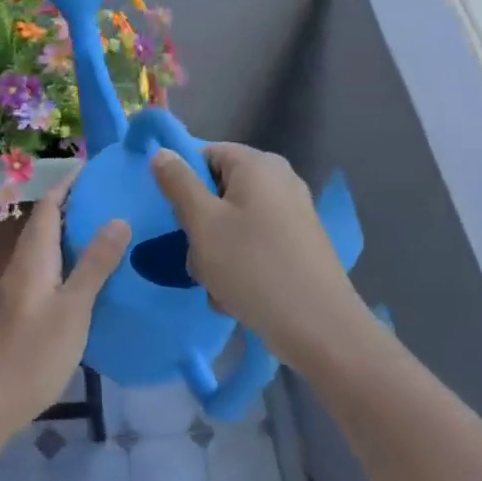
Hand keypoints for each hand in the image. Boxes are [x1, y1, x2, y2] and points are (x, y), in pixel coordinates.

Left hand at [0, 179, 129, 437]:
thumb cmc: (34, 350)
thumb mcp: (74, 306)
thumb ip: (95, 264)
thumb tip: (119, 219)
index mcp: (34, 256)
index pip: (49, 205)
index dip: (68, 183)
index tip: (96, 167)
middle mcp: (25, 264)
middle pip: (48, 222)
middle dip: (75, 203)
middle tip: (114, 195)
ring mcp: (24, 287)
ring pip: (50, 246)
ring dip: (75, 231)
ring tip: (113, 226)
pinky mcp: (28, 307)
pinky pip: (52, 268)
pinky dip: (73, 257)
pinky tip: (97, 272)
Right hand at [151, 143, 367, 367]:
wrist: (319, 327)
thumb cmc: (252, 266)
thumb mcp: (203, 223)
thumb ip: (178, 183)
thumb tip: (162, 152)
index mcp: (258, 164)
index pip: (206, 154)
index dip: (184, 182)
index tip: (176, 216)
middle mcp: (280, 180)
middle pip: (219, 192)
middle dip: (200, 226)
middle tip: (198, 257)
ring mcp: (293, 213)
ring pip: (233, 224)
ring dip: (216, 254)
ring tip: (218, 285)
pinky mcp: (299, 245)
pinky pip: (255, 245)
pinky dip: (241, 266)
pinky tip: (237, 297)